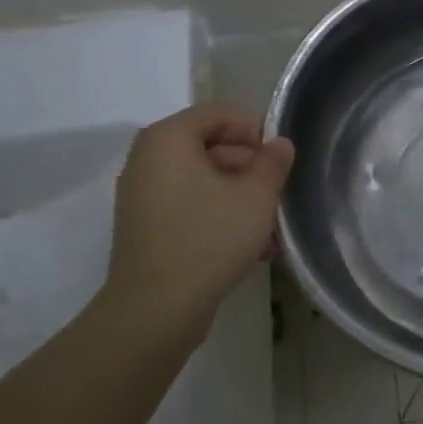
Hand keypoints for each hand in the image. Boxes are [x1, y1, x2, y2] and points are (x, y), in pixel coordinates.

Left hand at [95, 105, 294, 330]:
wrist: (157, 309)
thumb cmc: (209, 238)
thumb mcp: (256, 195)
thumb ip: (272, 162)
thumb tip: (279, 145)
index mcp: (168, 139)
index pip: (217, 114)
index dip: (254, 128)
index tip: (281, 155)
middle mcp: (147, 159)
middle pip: (207, 146)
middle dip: (248, 164)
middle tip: (278, 188)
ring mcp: (141, 195)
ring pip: (201, 180)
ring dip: (237, 193)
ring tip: (271, 221)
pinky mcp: (145, 228)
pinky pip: (188, 206)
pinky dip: (218, 214)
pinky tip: (251, 244)